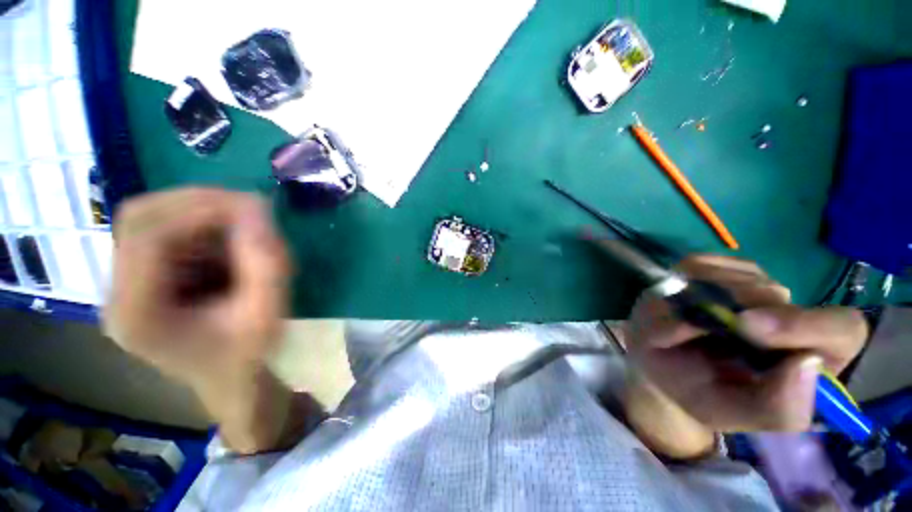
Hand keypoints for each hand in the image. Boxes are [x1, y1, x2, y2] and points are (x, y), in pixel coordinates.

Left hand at [103, 189, 289, 389]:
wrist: (232, 380)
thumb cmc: (247, 356)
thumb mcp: (266, 315)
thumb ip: (266, 265)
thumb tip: (259, 210)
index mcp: (137, 314)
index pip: (147, 238)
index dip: (200, 211)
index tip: (254, 206)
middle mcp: (119, 292)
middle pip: (140, 218)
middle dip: (198, 202)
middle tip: (249, 207)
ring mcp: (127, 281)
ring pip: (152, 218)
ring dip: (202, 213)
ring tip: (244, 229)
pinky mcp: (144, 275)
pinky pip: (167, 230)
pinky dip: (203, 226)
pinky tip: (230, 243)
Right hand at [626, 255, 867, 431]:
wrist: (662, 368)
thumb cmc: (701, 395)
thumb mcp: (737, 416)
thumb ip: (779, 408)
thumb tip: (806, 362)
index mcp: (812, 355)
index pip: (840, 328)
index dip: (802, 324)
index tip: (747, 328)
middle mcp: (791, 314)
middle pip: (771, 294)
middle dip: (726, 310)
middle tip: (688, 328)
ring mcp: (754, 285)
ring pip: (733, 276)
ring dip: (697, 298)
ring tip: (676, 324)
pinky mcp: (719, 267)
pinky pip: (701, 263)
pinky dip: (683, 282)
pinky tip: (676, 304)